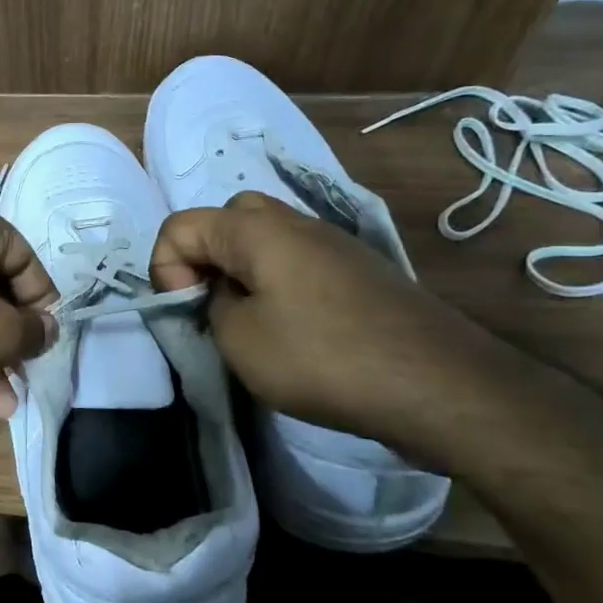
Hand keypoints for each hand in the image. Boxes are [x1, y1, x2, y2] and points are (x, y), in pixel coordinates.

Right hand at [150, 191, 497, 452]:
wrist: (437, 384)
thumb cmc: (322, 357)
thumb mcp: (238, 339)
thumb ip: (211, 306)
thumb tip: (225, 296)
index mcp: (257, 230)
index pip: (180, 225)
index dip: (166, 269)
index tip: (188, 310)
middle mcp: (295, 222)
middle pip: (227, 218)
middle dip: (205, 257)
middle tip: (213, 305)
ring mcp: (334, 244)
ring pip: (266, 239)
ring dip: (243, 271)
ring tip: (249, 321)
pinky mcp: (360, 271)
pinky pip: (299, 261)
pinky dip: (279, 284)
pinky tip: (294, 329)